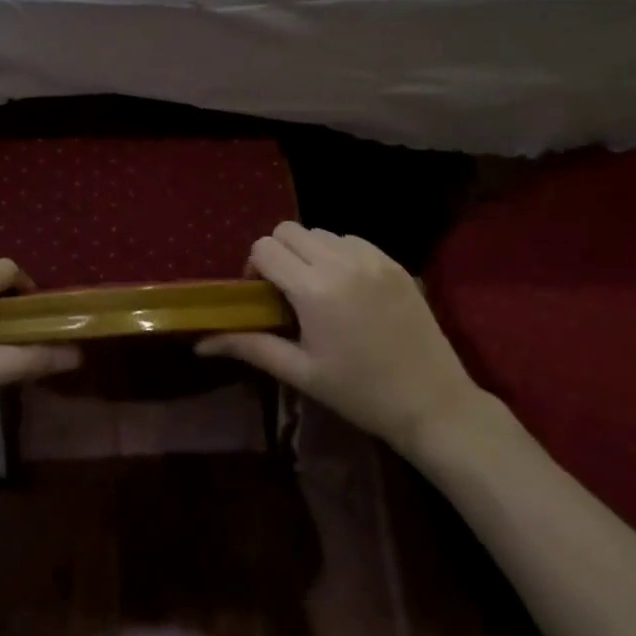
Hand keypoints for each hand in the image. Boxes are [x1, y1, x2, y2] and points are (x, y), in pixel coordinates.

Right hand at [196, 223, 488, 456]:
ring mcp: (372, 258)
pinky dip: (339, 254)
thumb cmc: (361, 394)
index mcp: (314, 290)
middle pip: (288, 230)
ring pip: (320, 233)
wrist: (434, 404)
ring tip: (320, 290)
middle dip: (279, 254)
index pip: (265, 248)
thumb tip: (201, 342)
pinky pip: (351, 240)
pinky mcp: (393, 262)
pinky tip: (348, 288)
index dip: (256, 267)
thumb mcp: (301, 372)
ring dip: (309, 252)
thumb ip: (250, 347)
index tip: (264, 296)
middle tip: (287, 290)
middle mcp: (341, 262)